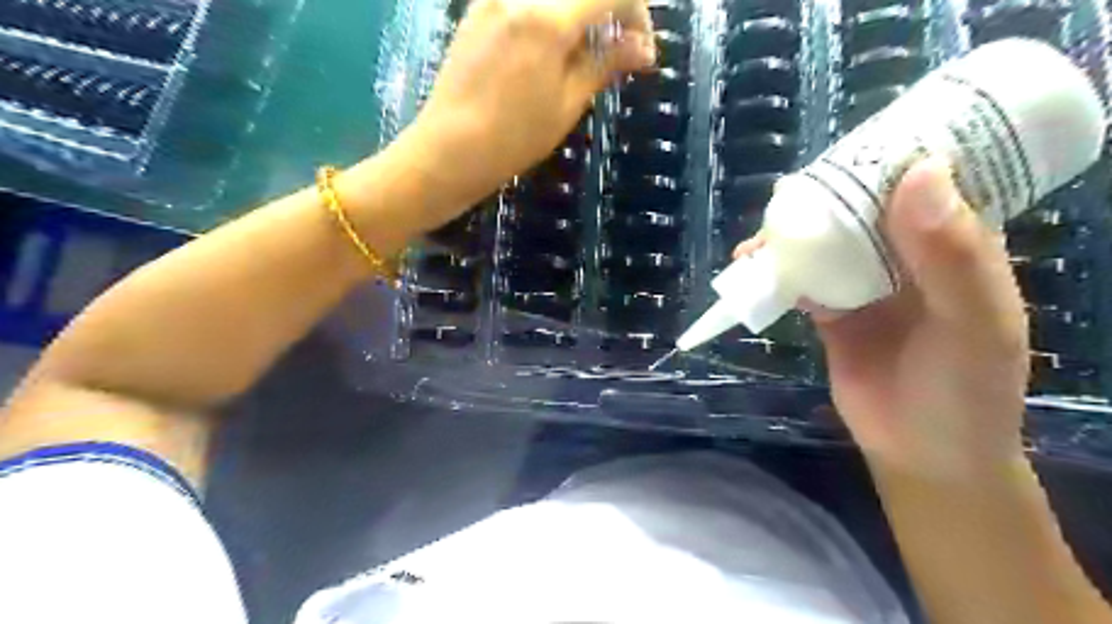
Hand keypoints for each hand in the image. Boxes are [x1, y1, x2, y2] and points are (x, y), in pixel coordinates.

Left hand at [401, 0, 652, 222]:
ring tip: (581, 50)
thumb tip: (644, 49)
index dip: (638, 14)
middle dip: (609, 7)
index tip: (640, 49)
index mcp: (548, 19)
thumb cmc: (515, 137)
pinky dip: (549, 13)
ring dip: (578, 11)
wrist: (450, 149)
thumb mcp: (567, 104)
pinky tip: (548, 48)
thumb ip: (605, 64)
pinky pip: (525, 0)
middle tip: (616, 44)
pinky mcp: (477, 7)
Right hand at [737, 158, 1028, 477]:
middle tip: (793, 190)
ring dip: (794, 235)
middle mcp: (907, 257)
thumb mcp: (974, 324)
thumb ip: (951, 256)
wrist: (921, 454)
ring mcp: (865, 284)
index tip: (855, 142)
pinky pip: (801, 281)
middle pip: (864, 210)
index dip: (895, 157)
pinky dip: (777, 273)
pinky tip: (753, 268)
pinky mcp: (830, 311)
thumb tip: (917, 172)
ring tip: (764, 233)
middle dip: (828, 196)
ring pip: (826, 243)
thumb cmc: (965, 391)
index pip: (928, 183)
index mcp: (956, 246)